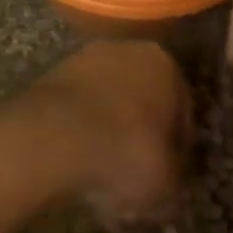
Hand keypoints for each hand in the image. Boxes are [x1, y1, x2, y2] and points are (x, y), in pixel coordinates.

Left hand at [23, 41, 192, 219]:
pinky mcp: (50, 77)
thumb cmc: (125, 152)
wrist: (52, 139)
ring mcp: (83, 60)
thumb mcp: (166, 181)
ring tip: (102, 176)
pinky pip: (75, 111)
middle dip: (139, 134)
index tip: (170, 174)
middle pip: (141, 100)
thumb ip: (174, 177)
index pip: (182, 110)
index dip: (178, 147)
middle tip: (136, 174)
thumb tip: (168, 181)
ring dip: (107, 134)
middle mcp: (127, 51)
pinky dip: (78, 134)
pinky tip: (76, 165)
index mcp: (165, 65)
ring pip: (106, 104)